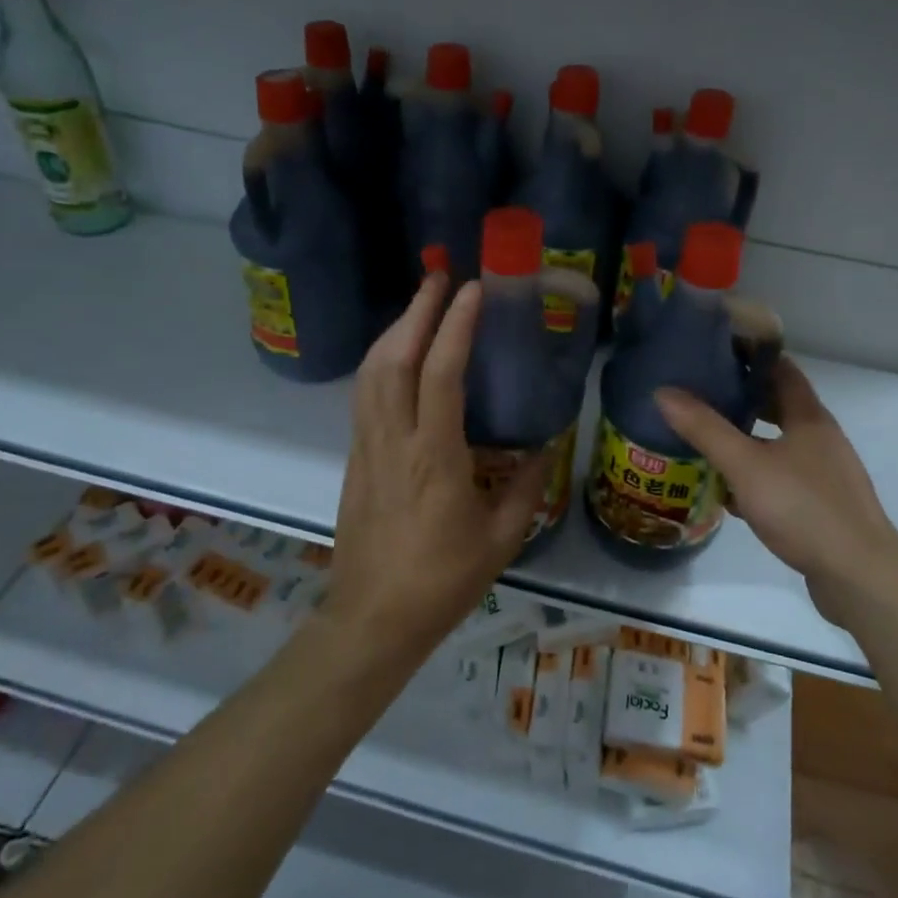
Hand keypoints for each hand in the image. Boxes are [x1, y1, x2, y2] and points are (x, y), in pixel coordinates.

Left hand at [325, 273, 548, 662]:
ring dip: (393, 330)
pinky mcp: (354, 459)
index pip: (440, 374)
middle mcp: (394, 441)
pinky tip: (397, 355)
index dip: (454, 326)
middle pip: (394, 360)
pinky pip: (364, 395)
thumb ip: (527, 487)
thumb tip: (544, 449)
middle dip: (415, 311)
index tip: (471, 291)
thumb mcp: (502, 538)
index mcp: (434, 458)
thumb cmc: (442, 582)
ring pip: (371, 373)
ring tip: (418, 304)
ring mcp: (367, 448)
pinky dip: (380, 361)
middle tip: (438, 277)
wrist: (372, 620)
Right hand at [656, 357, 897, 626]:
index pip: (781, 369)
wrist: (858, 577)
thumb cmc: (803, 508)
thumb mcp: (745, 465)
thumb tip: (663, 392)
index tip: (715, 350)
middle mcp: (820, 439)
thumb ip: (704, 428)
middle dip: (742, 398)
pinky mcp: (821, 507)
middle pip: (778, 406)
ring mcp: (824, 474)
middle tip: (701, 393)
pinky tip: (729, 492)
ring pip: (778, 445)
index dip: (751, 355)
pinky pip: (781, 479)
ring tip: (706, 438)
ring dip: (746, 439)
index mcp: (809, 417)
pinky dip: (755, 476)